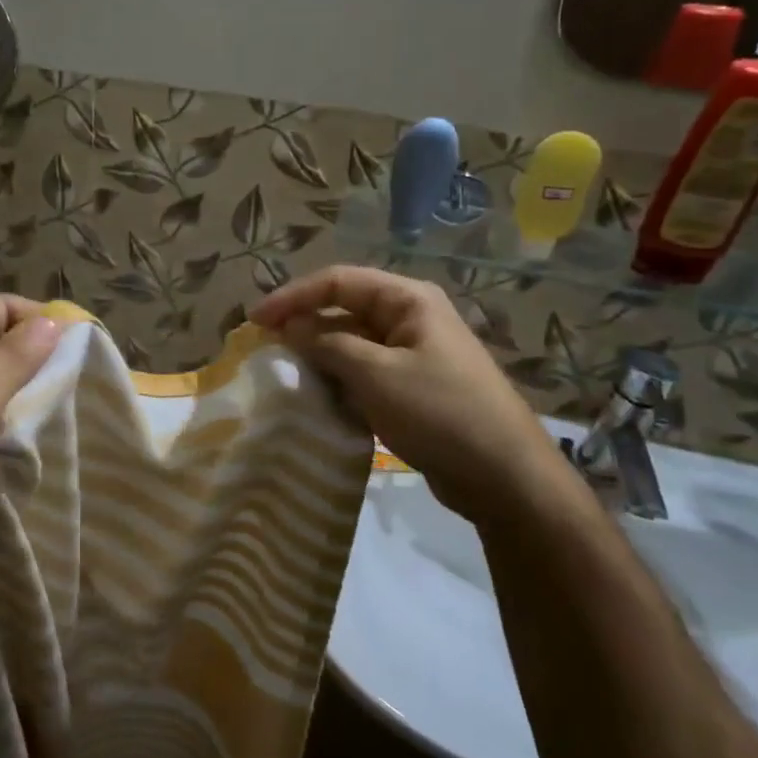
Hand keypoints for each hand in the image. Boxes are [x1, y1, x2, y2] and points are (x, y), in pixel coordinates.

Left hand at [0, 295, 60, 542]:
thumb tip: (53, 321)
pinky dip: (1, 413)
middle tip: (72, 379)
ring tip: (54, 404)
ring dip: (19, 388)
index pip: (0, 306)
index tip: (78, 343)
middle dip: (33, 356)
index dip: (39, 317)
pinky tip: (23, 430)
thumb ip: (18, 357)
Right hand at [250, 265, 567, 522]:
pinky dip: (337, 378)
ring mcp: (413, 353)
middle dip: (303, 323)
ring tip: (283, 371)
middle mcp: (410, 317)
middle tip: (264, 346)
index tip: (254, 321)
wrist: (503, 476)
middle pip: (344, 308)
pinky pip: (364, 370)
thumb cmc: (439, 413)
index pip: (337, 281)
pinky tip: (316, 395)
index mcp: (407, 300)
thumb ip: (327, 344)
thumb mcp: (375, 374)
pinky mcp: (412, 386)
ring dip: (318, 353)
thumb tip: (289, 327)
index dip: (292, 296)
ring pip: (352, 341)